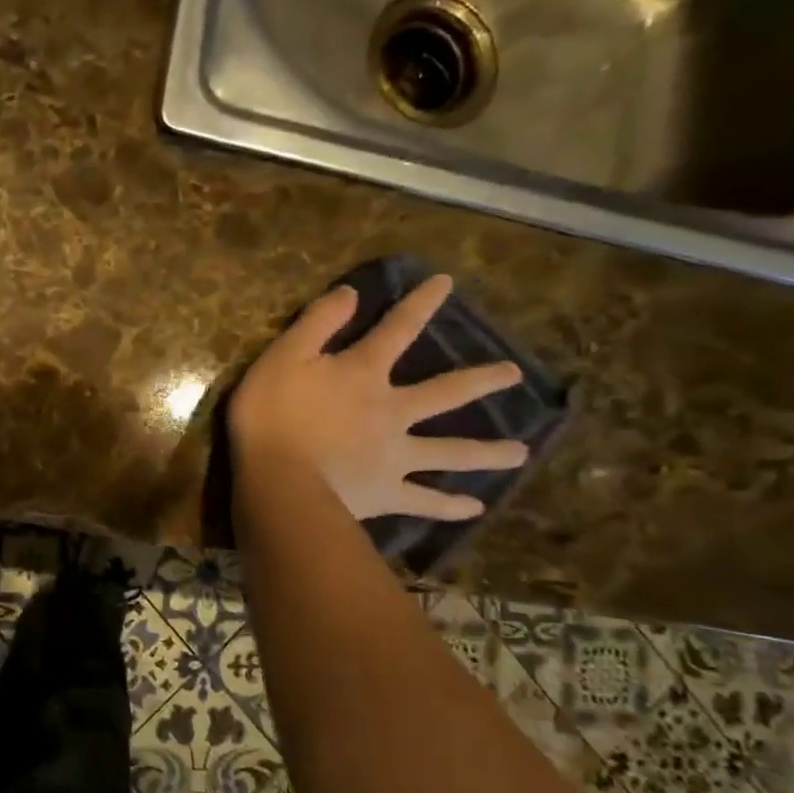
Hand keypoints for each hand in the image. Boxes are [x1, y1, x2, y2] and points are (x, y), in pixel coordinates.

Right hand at [229, 274, 527, 520]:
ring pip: (450, 452)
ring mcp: (395, 455)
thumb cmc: (272, 416)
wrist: (279, 480)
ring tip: (521, 453)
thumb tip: (353, 292)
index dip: (421, 304)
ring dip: (487, 452)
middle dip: (481, 381)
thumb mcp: (282, 357)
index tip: (447, 283)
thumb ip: (317, 324)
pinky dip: (449, 506)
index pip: (398, 329)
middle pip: (445, 393)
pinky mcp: (388, 492)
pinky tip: (474, 509)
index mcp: (364, 373)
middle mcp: (393, 410)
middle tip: (514, 375)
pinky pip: (425, 501)